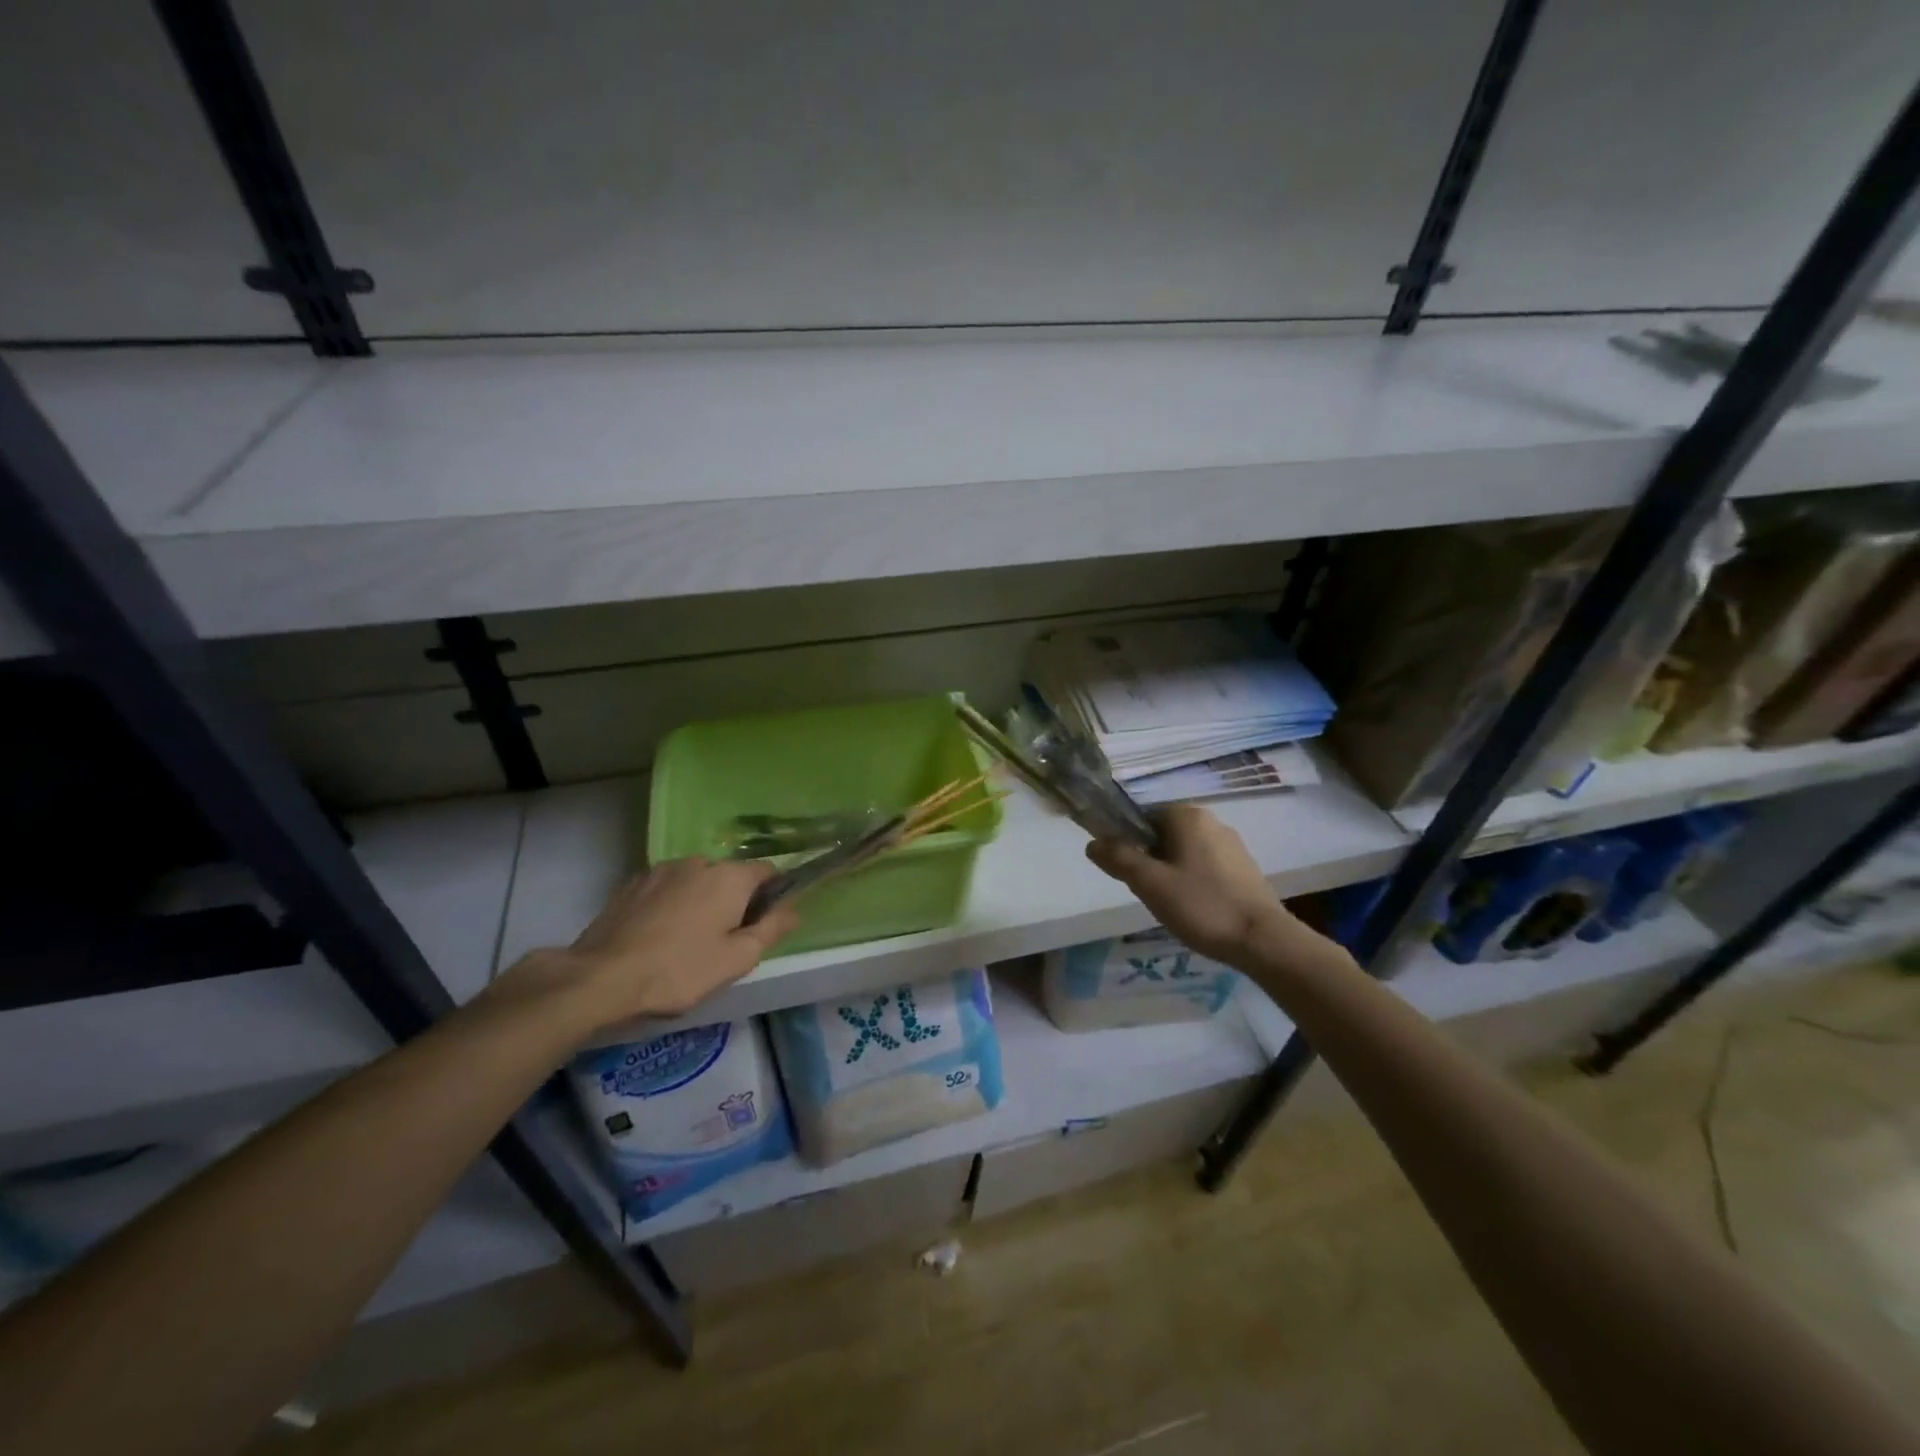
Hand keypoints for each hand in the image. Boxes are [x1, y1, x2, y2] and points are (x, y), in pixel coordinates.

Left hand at [489, 858, 800, 1036]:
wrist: (601, 978)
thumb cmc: (679, 970)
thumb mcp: (737, 959)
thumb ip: (772, 929)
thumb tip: (793, 910)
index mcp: (730, 877)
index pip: (767, 870)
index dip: (772, 894)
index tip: (763, 924)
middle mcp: (698, 862)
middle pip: (729, 876)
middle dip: (733, 900)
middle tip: (723, 941)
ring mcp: (661, 870)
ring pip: (695, 881)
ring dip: (700, 901)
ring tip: (686, 940)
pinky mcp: (632, 883)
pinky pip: (666, 888)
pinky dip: (671, 904)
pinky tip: (658, 936)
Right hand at [1086, 804, 1327, 968]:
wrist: (1263, 940)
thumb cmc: (1202, 906)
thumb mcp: (1150, 883)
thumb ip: (1118, 858)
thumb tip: (1092, 843)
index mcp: (1186, 816)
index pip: (1142, 815)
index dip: (1126, 839)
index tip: (1125, 870)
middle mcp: (1211, 821)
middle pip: (1162, 833)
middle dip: (1149, 858)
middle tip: (1146, 890)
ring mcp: (1231, 844)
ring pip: (1184, 851)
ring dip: (1170, 871)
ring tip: (1170, 903)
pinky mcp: (1244, 867)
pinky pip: (1205, 865)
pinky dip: (1192, 880)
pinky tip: (1195, 907)